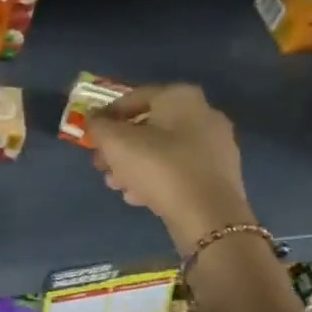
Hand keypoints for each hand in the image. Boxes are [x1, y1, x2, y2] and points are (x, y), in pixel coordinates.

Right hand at [88, 84, 251, 251]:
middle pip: (149, 126)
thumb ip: (99, 126)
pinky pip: (180, 169)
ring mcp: (216, 145)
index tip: (91, 134)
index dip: (107, 115)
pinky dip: (157, 178)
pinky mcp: (220, 174)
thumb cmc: (159, 167)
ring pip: (164, 150)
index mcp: (181, 97)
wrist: (208, 215)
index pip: (134, 97)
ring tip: (116, 184)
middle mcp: (204, 113)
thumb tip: (94, 119)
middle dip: (120, 146)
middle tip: (101, 164)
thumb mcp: (116, 143)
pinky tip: (138, 197)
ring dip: (134, 165)